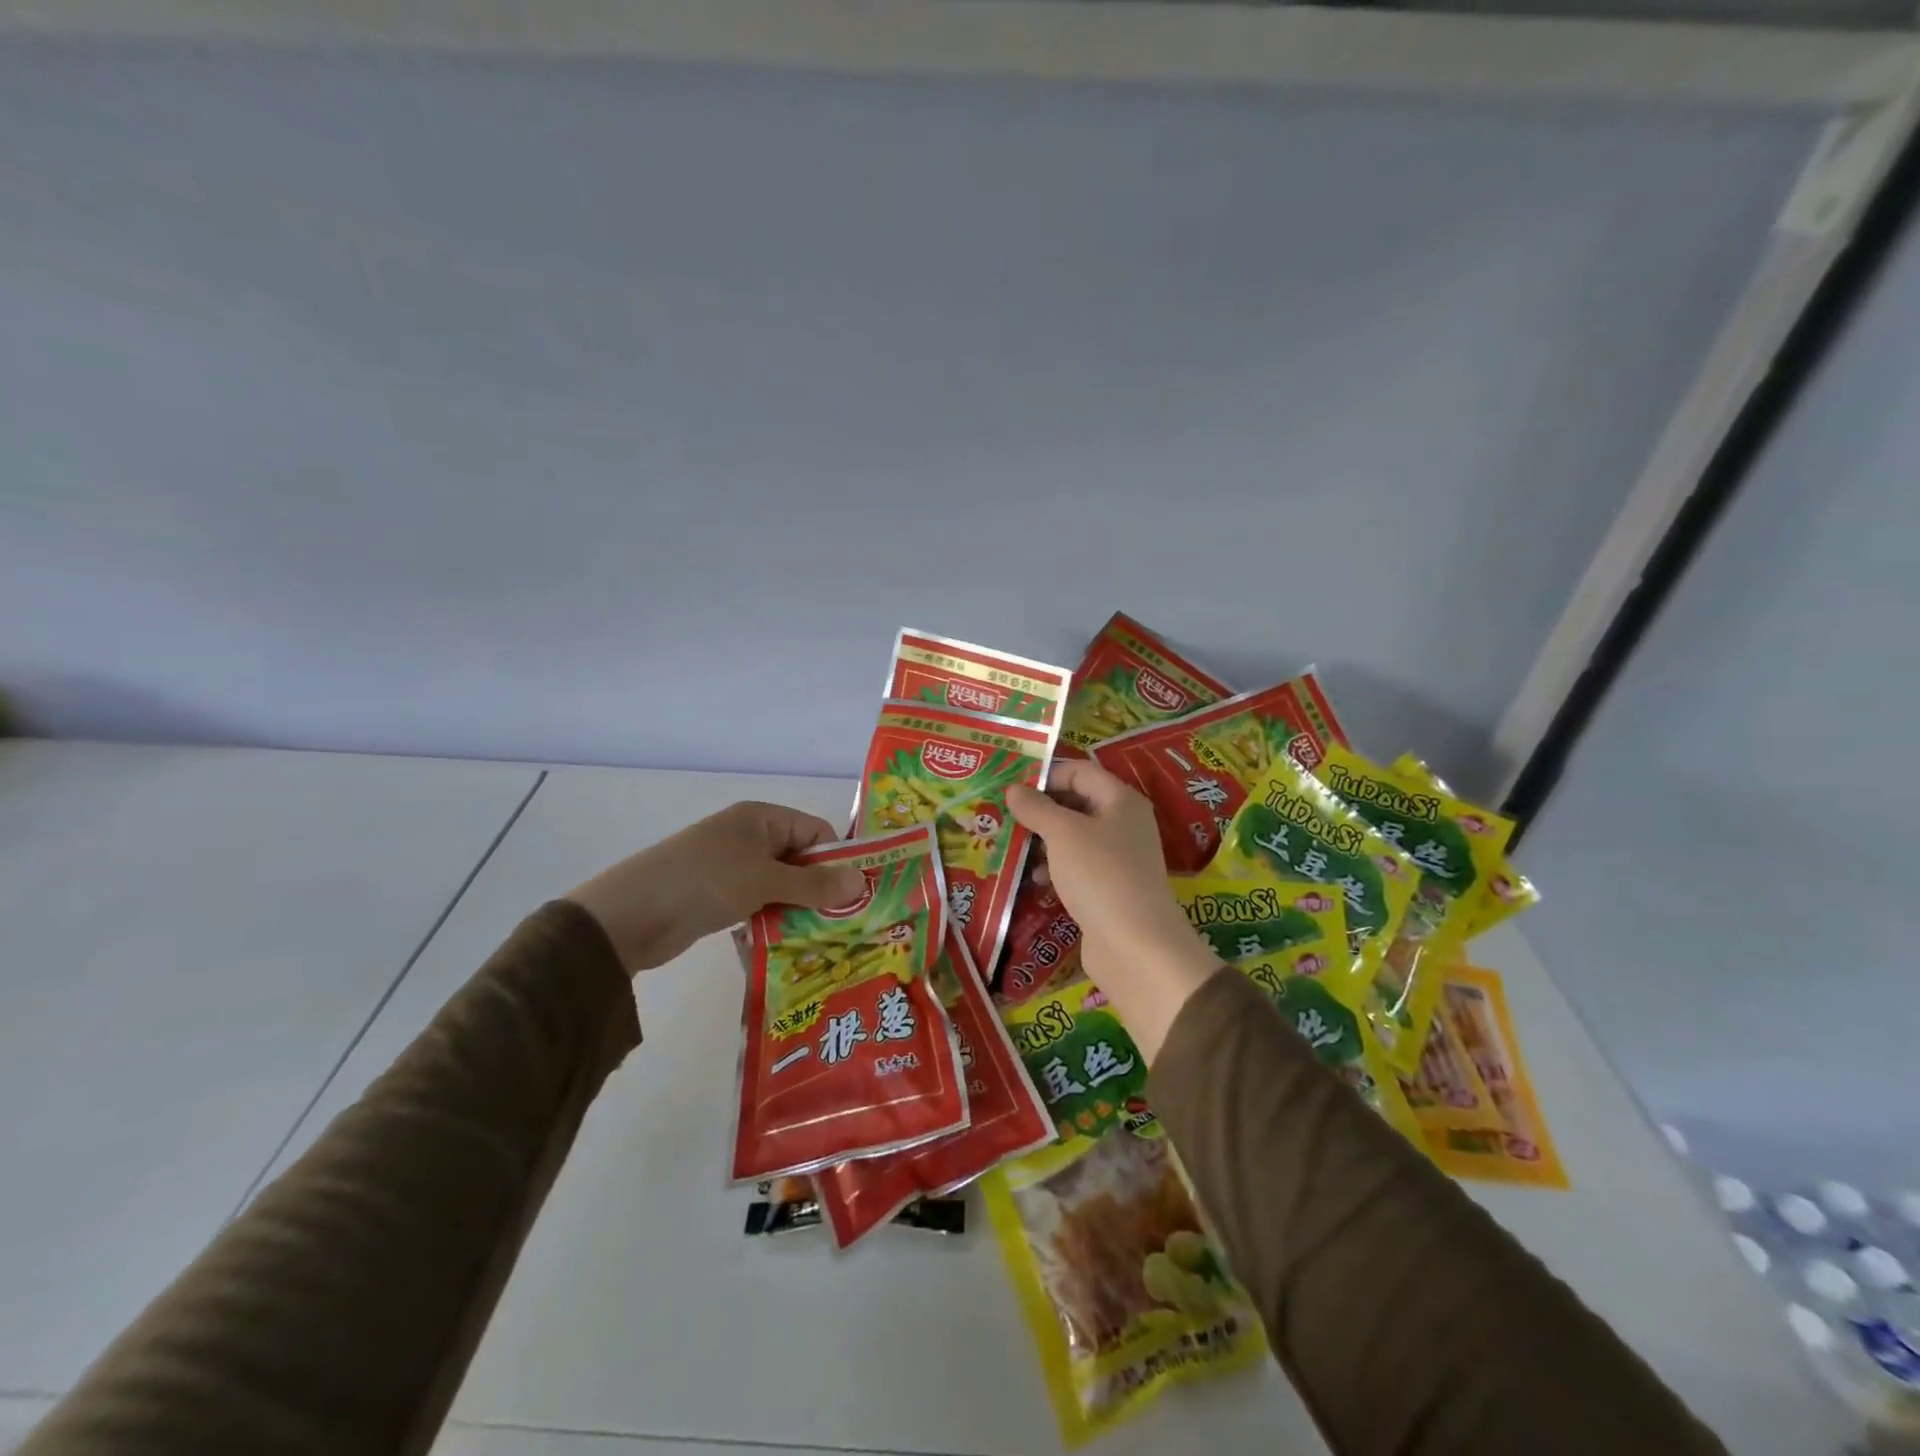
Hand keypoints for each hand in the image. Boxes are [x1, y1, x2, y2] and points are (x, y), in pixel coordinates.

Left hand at [566, 802, 866, 974]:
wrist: (629, 916)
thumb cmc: (705, 881)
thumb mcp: (765, 881)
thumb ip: (814, 885)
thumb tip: (861, 883)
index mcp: (761, 818)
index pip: (815, 831)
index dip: (837, 859)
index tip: (858, 895)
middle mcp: (749, 837)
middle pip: (799, 860)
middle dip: (821, 889)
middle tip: (847, 924)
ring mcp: (732, 867)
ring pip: (780, 885)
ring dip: (798, 909)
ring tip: (824, 939)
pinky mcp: (718, 896)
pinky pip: (759, 903)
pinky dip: (773, 920)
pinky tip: (790, 945)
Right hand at [1006, 760, 1221, 1061]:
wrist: (1134, 944)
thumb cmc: (1099, 874)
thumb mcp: (1062, 833)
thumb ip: (1036, 808)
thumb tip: (1013, 789)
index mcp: (1121, 800)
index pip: (1081, 771)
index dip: (1048, 774)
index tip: (1013, 786)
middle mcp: (1124, 823)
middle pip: (1078, 803)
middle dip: (1041, 809)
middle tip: (1006, 815)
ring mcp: (1119, 858)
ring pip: (1075, 837)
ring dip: (1044, 840)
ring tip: (1014, 847)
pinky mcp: (1110, 888)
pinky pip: (1077, 866)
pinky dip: (1055, 867)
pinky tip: (1034, 879)